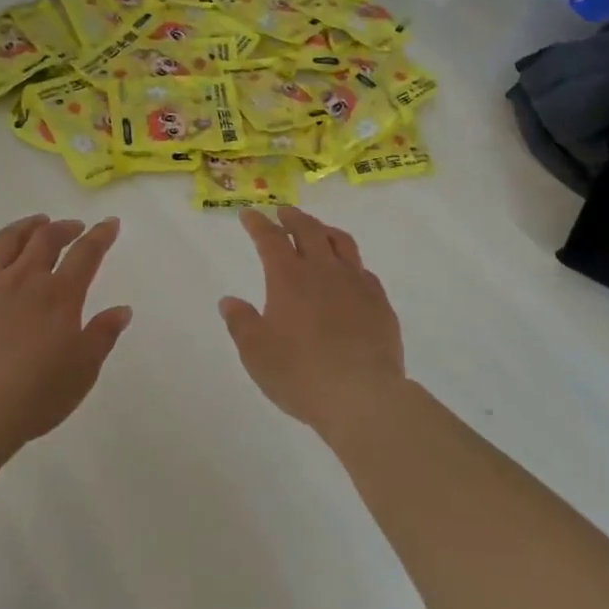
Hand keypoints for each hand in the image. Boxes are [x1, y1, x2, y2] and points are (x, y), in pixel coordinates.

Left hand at [0, 214, 132, 444]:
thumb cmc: (36, 394)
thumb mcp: (83, 370)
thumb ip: (102, 335)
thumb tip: (122, 310)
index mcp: (60, 295)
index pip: (86, 253)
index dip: (101, 235)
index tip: (110, 223)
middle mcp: (25, 279)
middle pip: (46, 238)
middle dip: (64, 227)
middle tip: (73, 227)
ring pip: (6, 241)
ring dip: (24, 227)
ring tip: (34, 223)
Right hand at [219, 207, 407, 442]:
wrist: (362, 395)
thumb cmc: (300, 374)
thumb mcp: (256, 353)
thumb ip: (241, 323)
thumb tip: (229, 301)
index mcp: (289, 278)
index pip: (270, 239)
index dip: (258, 224)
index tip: (249, 215)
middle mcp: (323, 271)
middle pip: (309, 230)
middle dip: (293, 218)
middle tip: (284, 213)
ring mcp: (356, 284)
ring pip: (342, 243)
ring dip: (325, 231)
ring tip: (318, 231)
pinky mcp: (379, 303)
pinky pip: (364, 270)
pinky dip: (350, 263)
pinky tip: (349, 273)